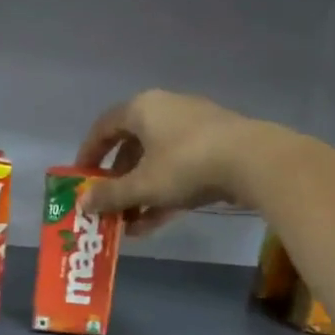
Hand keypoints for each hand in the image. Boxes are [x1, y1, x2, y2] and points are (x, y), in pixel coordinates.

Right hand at [76, 88, 259, 234]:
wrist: (254, 162)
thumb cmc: (186, 165)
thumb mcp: (142, 185)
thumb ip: (109, 195)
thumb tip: (81, 203)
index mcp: (143, 109)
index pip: (104, 127)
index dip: (88, 154)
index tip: (80, 179)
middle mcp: (166, 111)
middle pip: (130, 147)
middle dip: (115, 181)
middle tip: (105, 205)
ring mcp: (193, 129)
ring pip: (155, 162)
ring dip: (138, 193)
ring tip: (126, 224)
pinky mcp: (215, 148)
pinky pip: (178, 171)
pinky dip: (162, 195)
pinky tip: (150, 225)